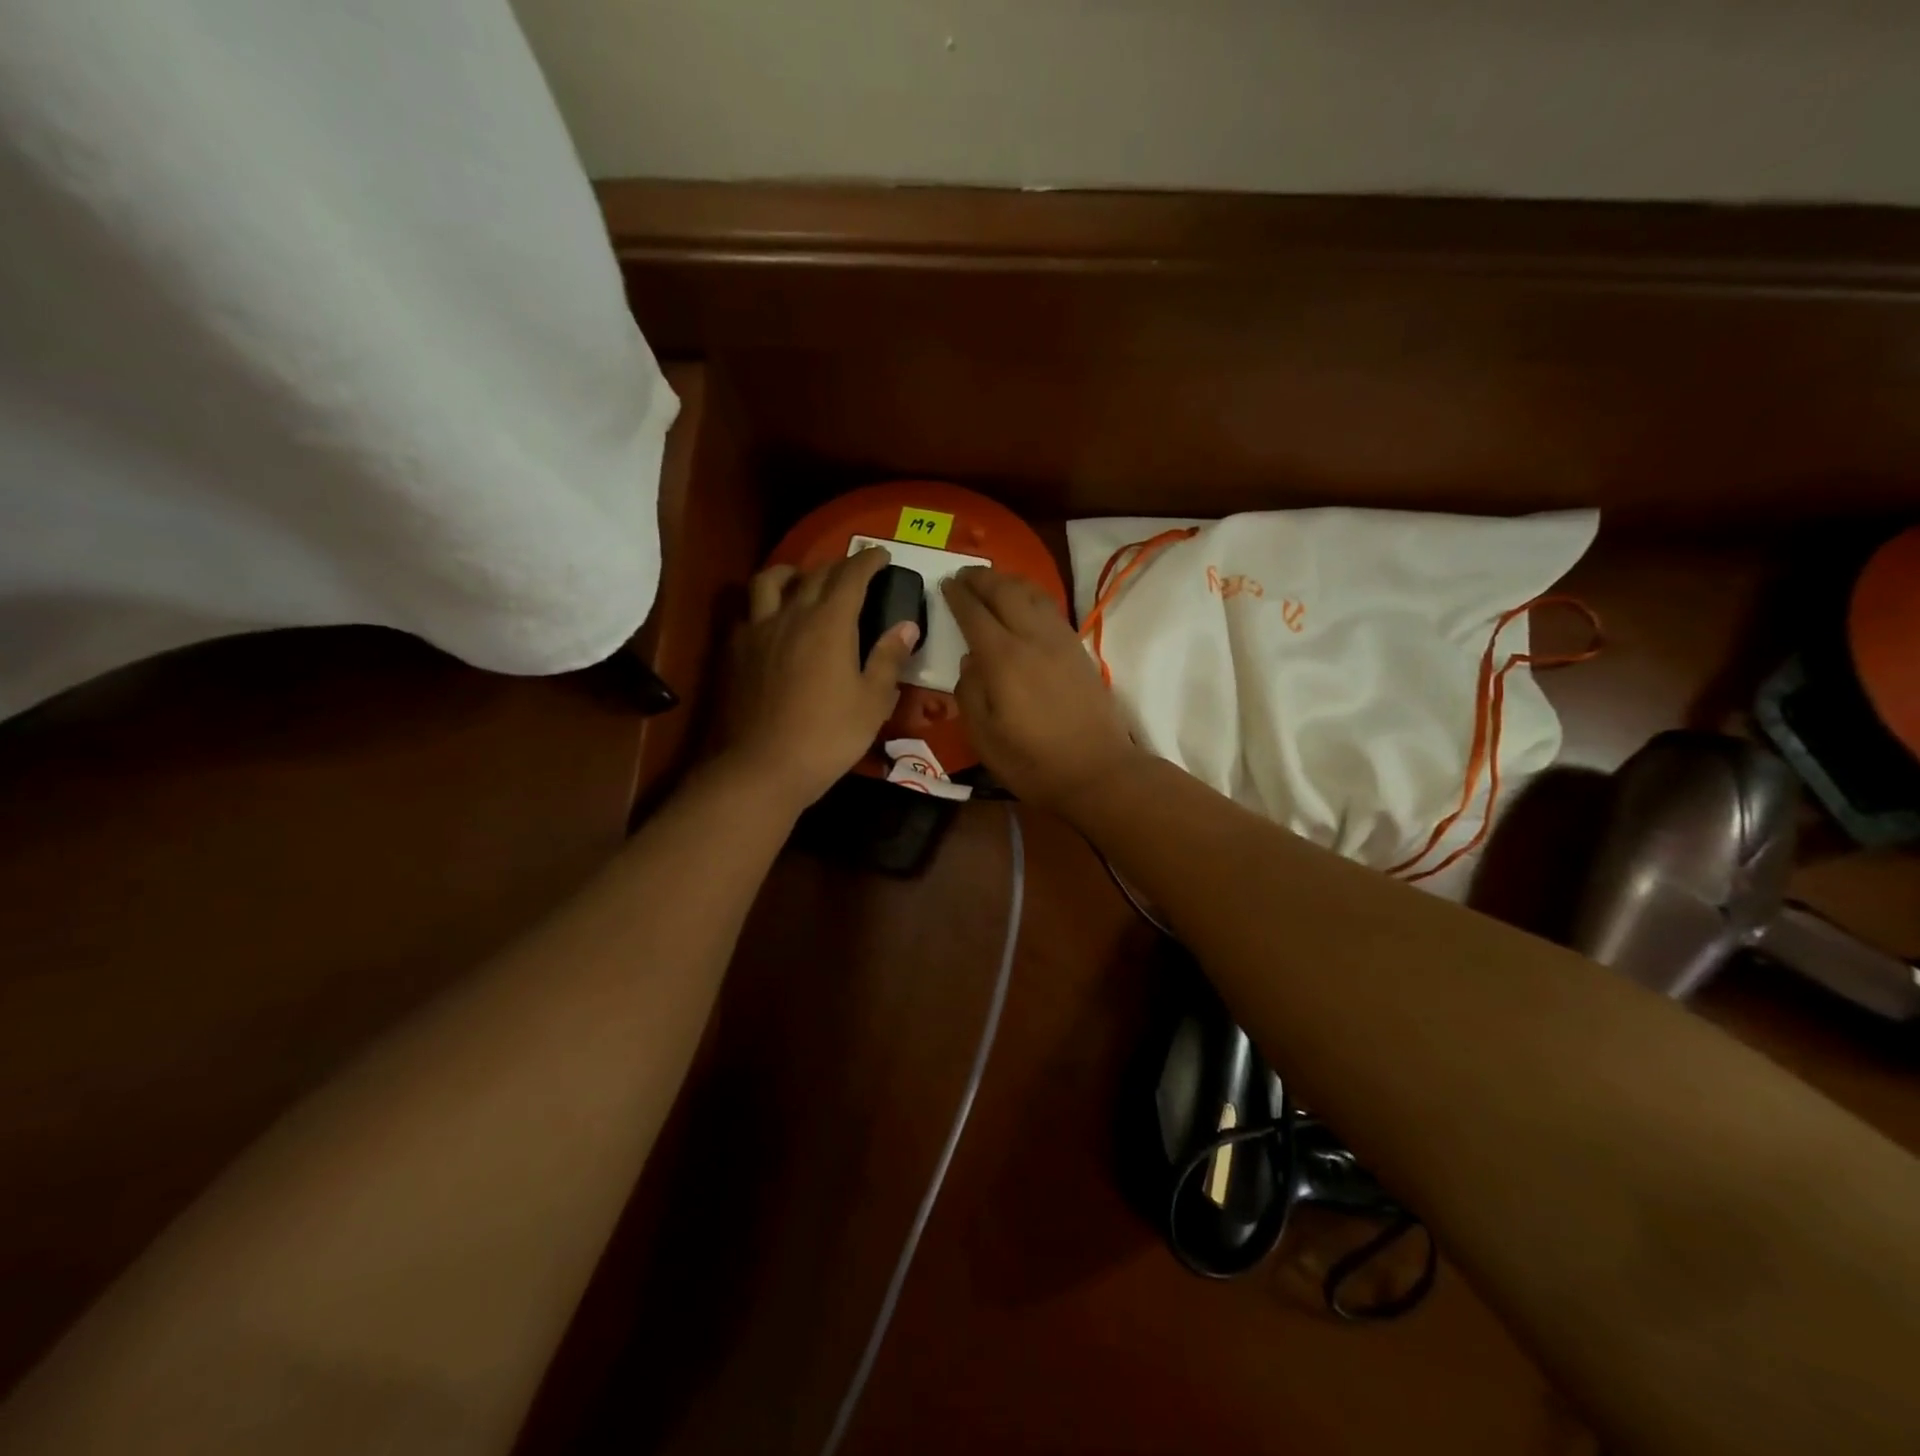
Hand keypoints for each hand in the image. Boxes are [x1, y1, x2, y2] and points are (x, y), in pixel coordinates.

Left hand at [718, 547, 919, 812]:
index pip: (852, 576)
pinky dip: (765, 606)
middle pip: (815, 574)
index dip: (869, 561)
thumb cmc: (829, 736)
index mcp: (830, 623)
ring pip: (770, 581)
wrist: (764, 766)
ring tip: (803, 580)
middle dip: (839, 566)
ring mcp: (759, 631)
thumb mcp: (872, 701)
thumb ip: (888, 658)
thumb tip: (906, 625)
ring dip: (791, 572)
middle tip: (855, 571)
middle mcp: (792, 615)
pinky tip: (772, 622)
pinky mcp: (736, 652)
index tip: (882, 555)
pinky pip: (749, 613)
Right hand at [943, 567, 1144, 812]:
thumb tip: (969, 661)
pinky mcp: (1078, 650)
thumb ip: (970, 693)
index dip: (957, 596)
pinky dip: (1032, 595)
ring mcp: (1060, 641)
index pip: (974, 614)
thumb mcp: (985, 738)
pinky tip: (1025, 602)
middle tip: (963, 574)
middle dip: (981, 578)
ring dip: (1009, 581)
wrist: (1098, 771)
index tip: (944, 583)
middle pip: (1005, 592)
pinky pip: (1050, 608)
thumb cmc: (1033, 762)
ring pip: (1032, 594)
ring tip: (992, 581)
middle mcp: (1032, 639)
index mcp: (1003, 660)